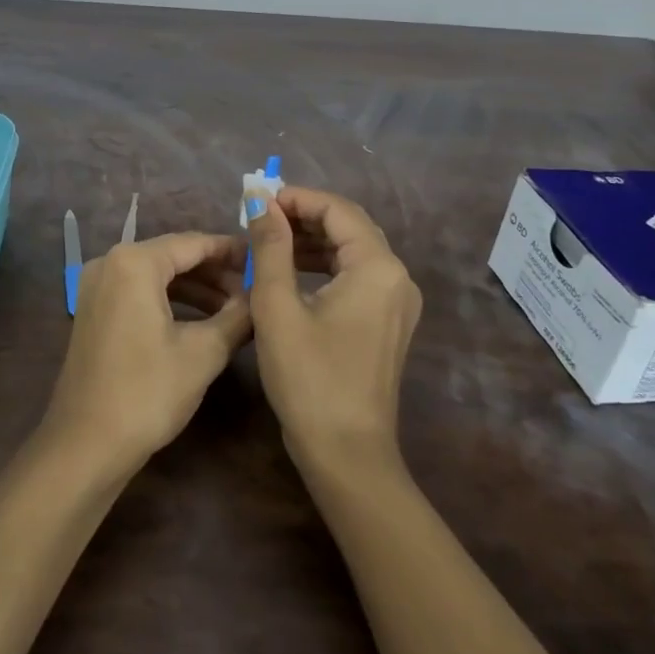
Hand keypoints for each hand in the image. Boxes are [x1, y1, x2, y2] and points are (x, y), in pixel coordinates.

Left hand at [43, 232, 252, 470]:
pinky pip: (139, 290)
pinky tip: (200, 318)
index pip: (193, 243)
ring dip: (195, 287)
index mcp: (134, 262)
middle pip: (173, 255)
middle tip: (253, 288)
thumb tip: (261, 299)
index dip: (231, 250)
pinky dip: (170, 299)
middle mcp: (111, 262)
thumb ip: (237, 317)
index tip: (262, 258)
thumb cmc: (147, 392)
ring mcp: (97, 286)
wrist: (85, 444)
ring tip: (235, 306)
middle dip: (214, 271)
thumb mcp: (203, 353)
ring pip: (156, 274)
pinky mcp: (94, 309)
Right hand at [245, 187, 421, 469]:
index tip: (257, 201)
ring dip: (312, 240)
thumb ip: (269, 246)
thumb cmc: (309, 378)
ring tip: (268, 241)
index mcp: (377, 267)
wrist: (347, 455)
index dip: (296, 198)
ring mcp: (397, 302)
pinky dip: (324, 265)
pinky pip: (356, 276)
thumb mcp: (277, 307)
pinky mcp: (388, 322)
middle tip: (259, 218)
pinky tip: (291, 272)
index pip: (337, 210)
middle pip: (349, 226)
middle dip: (303, 215)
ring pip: (352, 250)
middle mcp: (397, 277)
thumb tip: (259, 198)